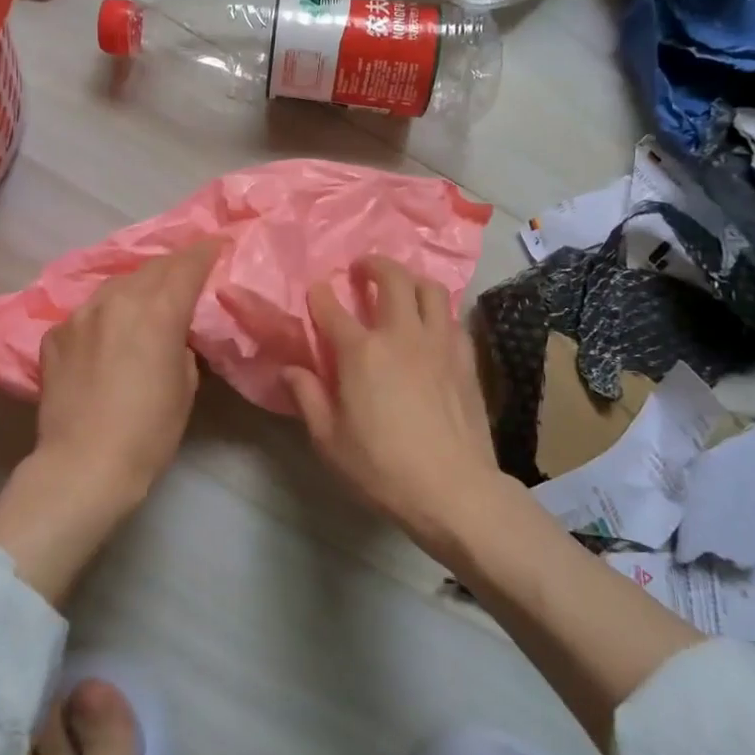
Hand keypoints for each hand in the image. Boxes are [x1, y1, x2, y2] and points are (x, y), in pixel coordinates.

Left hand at [0, 239, 222, 604]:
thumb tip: (174, 333)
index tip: (218, 245)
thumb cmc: (149, 431)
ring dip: (139, 285)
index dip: (205, 252)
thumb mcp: (186, 385)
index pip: (186, 266)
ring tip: (149, 297)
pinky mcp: (55, 334)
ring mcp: (80, 315)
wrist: (82, 465)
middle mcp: (116, 300)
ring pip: (116, 284)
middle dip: (174, 266)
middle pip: (151, 268)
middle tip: (189, 270)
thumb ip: (183, 344)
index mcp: (157, 310)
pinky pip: (89, 312)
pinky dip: (107, 313)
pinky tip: (110, 332)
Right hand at [283, 257, 506, 553]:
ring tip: (400, 286)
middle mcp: (401, 334)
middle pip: (392, 278)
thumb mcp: (329, 440)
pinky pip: (452, 318)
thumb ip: (306, 397)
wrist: (453, 489)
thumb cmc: (382, 468)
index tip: (316, 289)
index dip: (320, 294)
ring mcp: (439, 343)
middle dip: (374, 265)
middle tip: (362, 269)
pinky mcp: (465, 358)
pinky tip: (431, 326)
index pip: (332, 309)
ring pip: (429, 289)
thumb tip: (288, 369)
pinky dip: (437, 311)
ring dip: (410, 279)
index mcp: (361, 352)